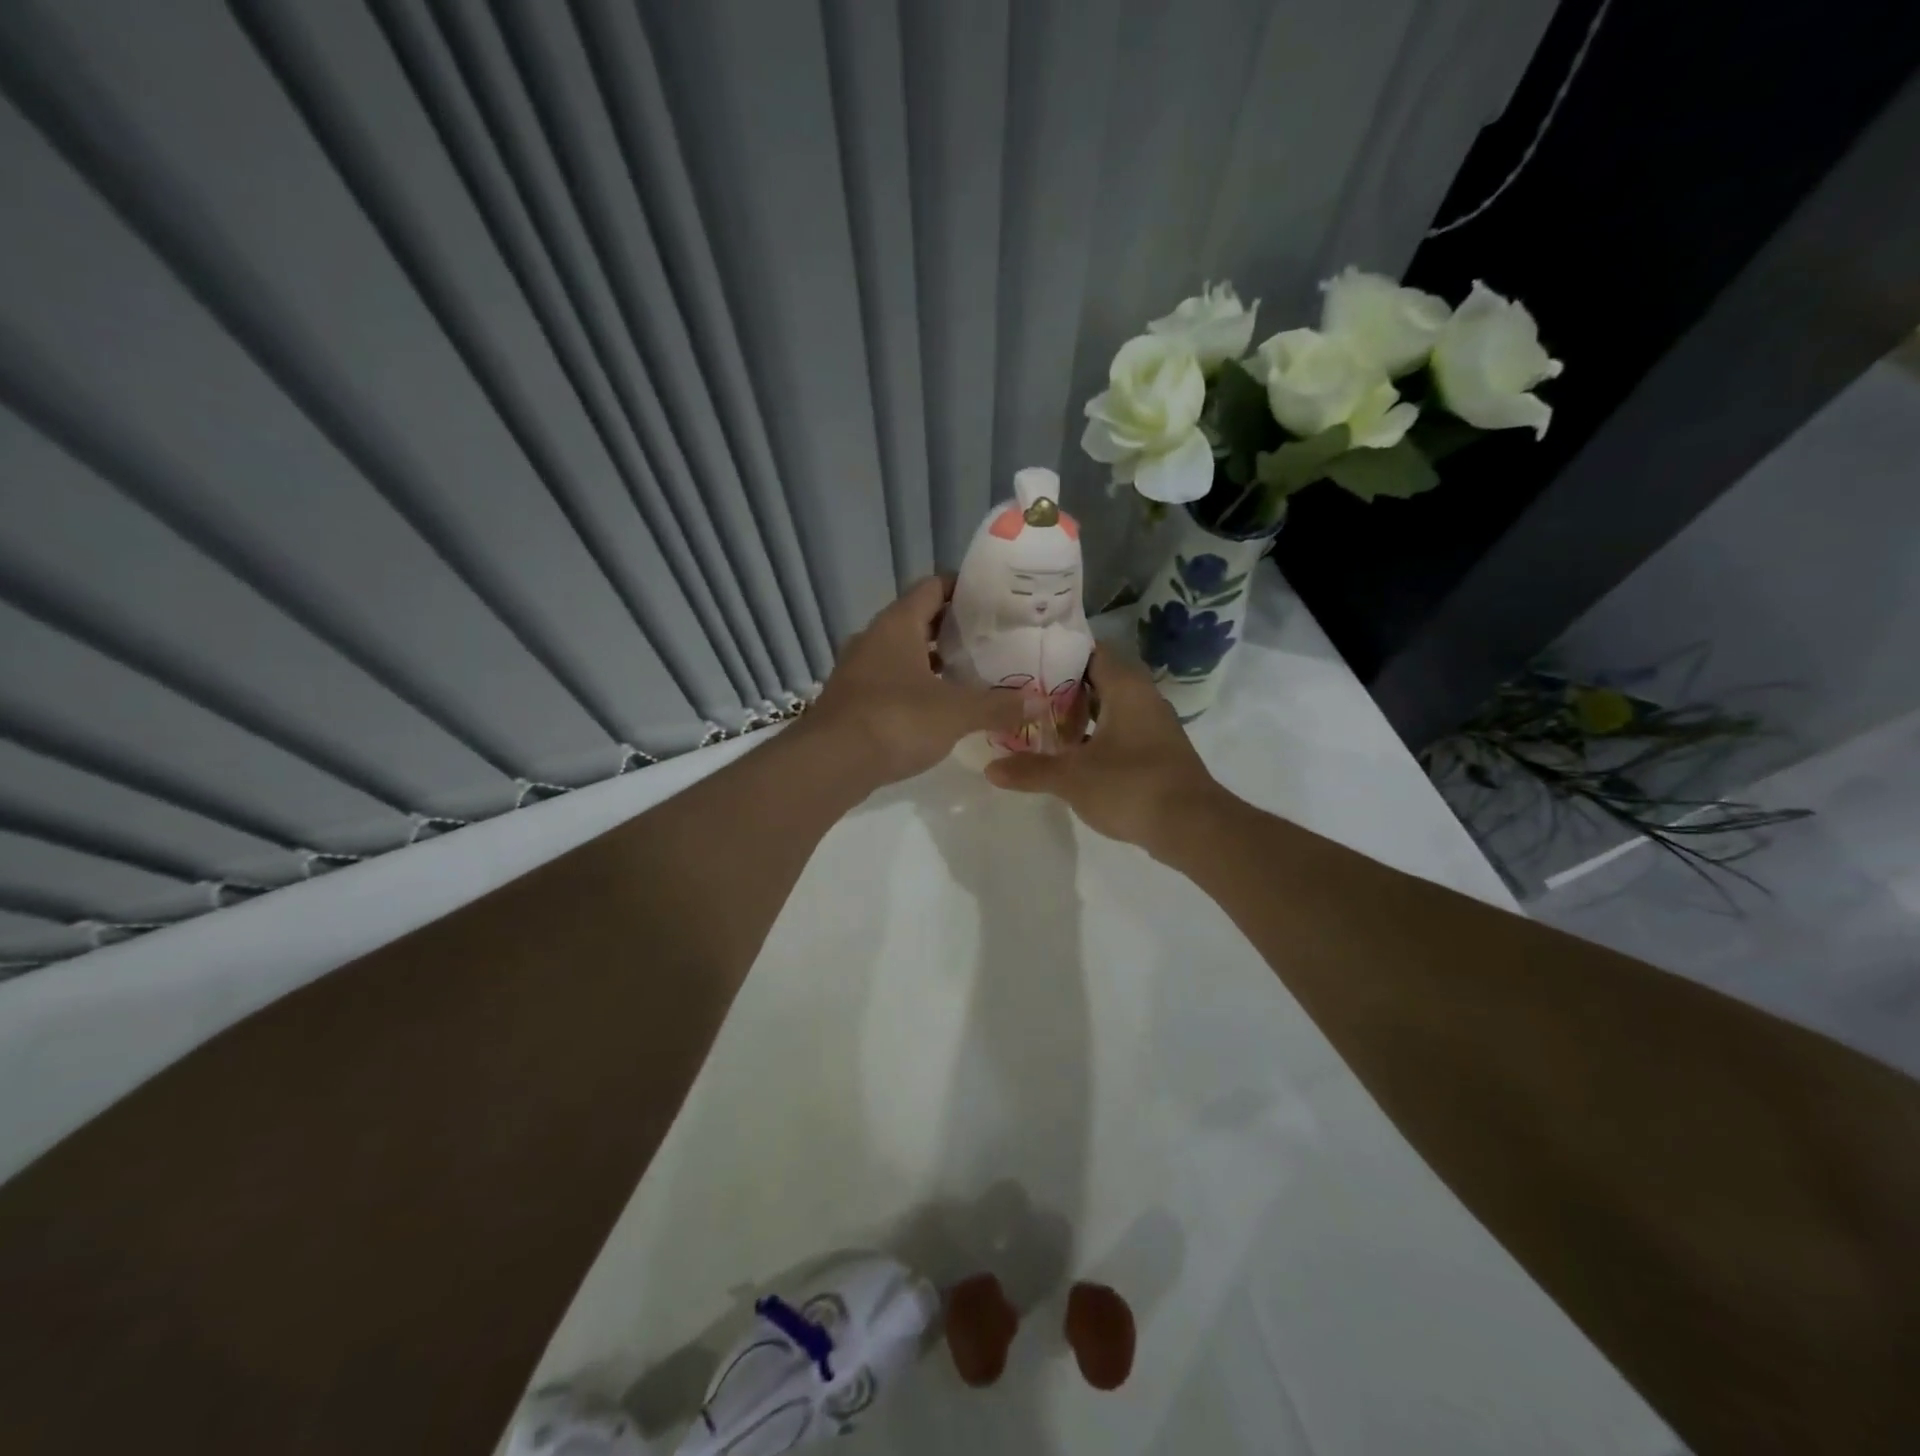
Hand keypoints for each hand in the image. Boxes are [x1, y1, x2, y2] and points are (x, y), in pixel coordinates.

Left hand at [806, 577, 1028, 786]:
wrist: (830, 763)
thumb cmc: (896, 720)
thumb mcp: (956, 713)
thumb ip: (997, 705)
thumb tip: (1039, 701)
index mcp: (897, 624)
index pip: (932, 586)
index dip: (963, 588)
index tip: (993, 599)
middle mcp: (873, 638)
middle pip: (918, 619)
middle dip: (952, 628)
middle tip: (991, 639)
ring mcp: (857, 669)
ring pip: (902, 652)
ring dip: (932, 660)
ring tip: (971, 672)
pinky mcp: (851, 699)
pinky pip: (890, 680)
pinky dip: (915, 685)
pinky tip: (938, 706)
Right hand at [986, 645, 1220, 850]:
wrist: (1191, 827)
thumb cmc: (1130, 786)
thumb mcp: (1072, 778)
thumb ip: (1030, 769)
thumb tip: (989, 768)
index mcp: (1126, 687)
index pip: (1090, 651)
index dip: (1057, 653)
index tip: (1023, 659)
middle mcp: (1142, 697)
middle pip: (1096, 680)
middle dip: (1060, 688)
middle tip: (1021, 694)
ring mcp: (1152, 725)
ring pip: (1107, 708)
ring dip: (1076, 716)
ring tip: (1036, 723)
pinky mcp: (1155, 752)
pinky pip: (1117, 731)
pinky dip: (1093, 737)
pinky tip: (1066, 755)